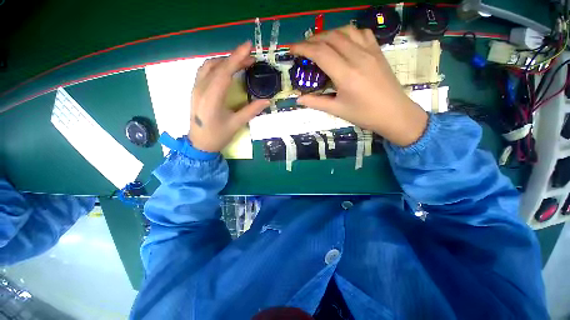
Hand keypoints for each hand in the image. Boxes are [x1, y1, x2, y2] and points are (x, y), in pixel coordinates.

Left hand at [189, 42, 269, 151]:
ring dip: (225, 61)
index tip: (248, 46)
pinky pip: (204, 72)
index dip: (237, 58)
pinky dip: (217, 66)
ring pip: (209, 66)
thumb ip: (251, 110)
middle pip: (217, 66)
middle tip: (251, 58)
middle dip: (234, 58)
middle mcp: (201, 89)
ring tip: (240, 63)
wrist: (199, 144)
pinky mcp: (195, 90)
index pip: (224, 72)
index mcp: (212, 98)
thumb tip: (267, 101)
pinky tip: (226, 70)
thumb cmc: (218, 136)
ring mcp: (196, 88)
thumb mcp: (237, 124)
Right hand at [290, 26, 427, 146]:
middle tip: (303, 48)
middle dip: (313, 40)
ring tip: (320, 43)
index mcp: (346, 74)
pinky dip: (347, 33)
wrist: (394, 113)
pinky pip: (361, 33)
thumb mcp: (337, 110)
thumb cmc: (364, 115)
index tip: (291, 48)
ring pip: (345, 31)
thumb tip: (299, 99)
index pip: (320, 53)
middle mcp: (357, 57)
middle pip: (331, 37)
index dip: (303, 48)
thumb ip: (316, 102)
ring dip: (329, 34)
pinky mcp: (378, 51)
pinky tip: (343, 42)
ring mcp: (370, 51)